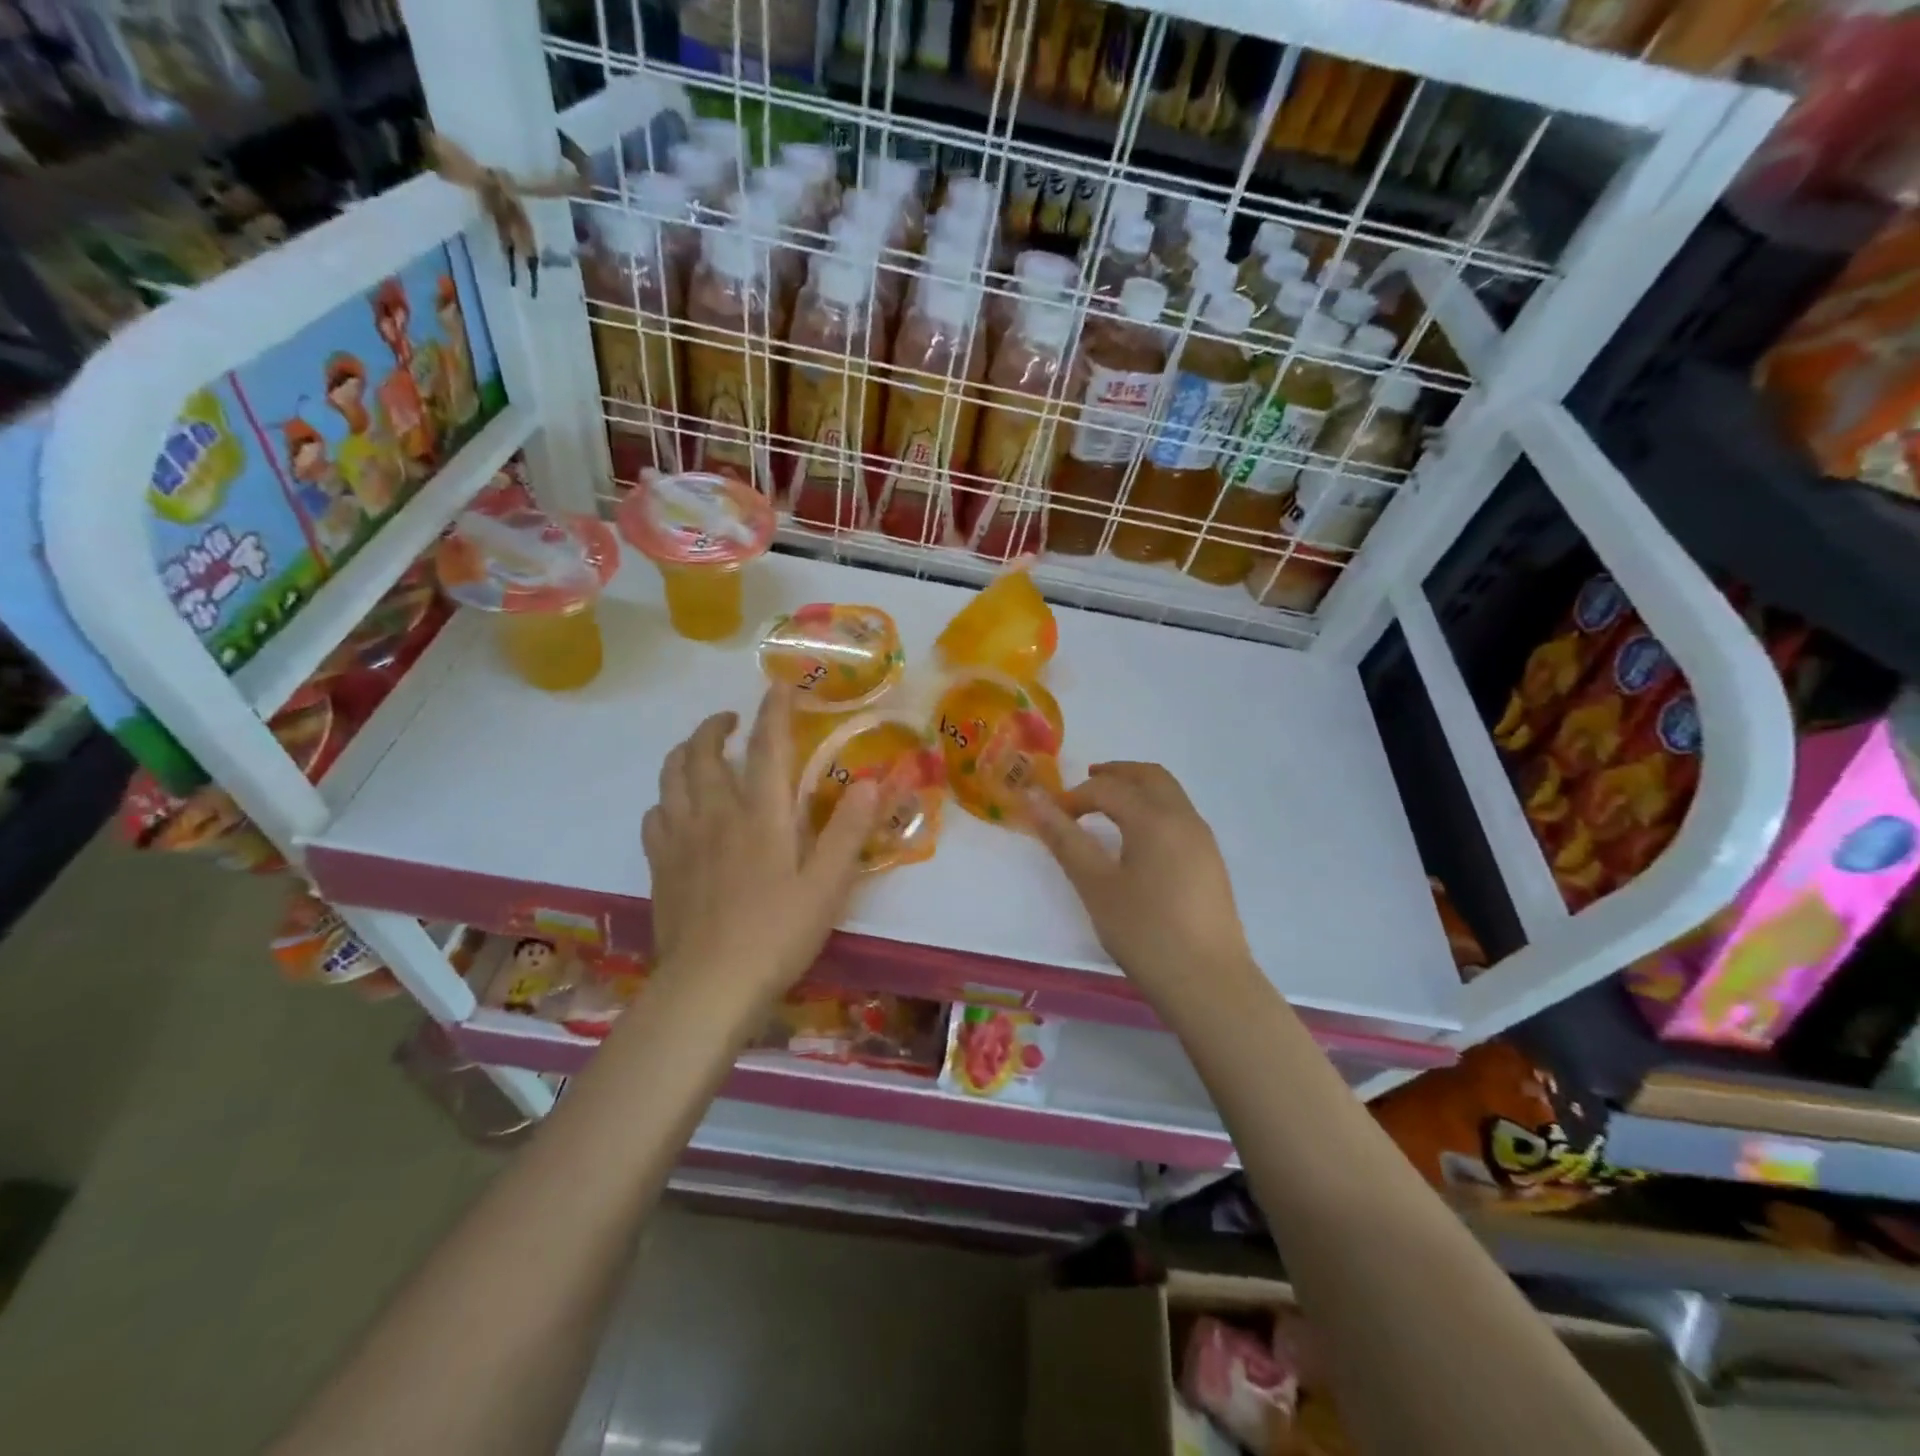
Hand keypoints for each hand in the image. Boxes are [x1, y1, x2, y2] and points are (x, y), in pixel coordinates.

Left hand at [643, 686, 879, 1005]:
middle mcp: (715, 814)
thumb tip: (871, 779)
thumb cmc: (777, 935)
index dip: (774, 710)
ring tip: (698, 751)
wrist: (708, 987)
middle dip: (715, 726)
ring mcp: (680, 838)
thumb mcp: (828, 886)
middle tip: (731, 721)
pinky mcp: (659, 865)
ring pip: (671, 776)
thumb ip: (848, 830)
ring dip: (684, 753)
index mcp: (761, 815)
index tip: (778, 685)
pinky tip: (675, 808)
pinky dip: (665, 798)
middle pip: (702, 752)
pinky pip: (653, 815)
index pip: (766, 746)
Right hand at [1027, 762, 1255, 993]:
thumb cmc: (1145, 932)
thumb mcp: (1096, 886)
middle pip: (1149, 776)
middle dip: (1115, 774)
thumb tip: (1034, 799)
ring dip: (1137, 790)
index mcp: (1154, 819)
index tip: (1052, 815)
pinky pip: (1180, 817)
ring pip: (1170, 795)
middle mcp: (1184, 819)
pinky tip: (1137, 842)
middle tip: (1085, 785)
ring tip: (1108, 810)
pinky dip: (1154, 810)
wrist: (1208, 983)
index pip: (1108, 788)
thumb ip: (1065, 839)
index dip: (1075, 795)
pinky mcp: (1211, 863)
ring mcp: (1203, 841)